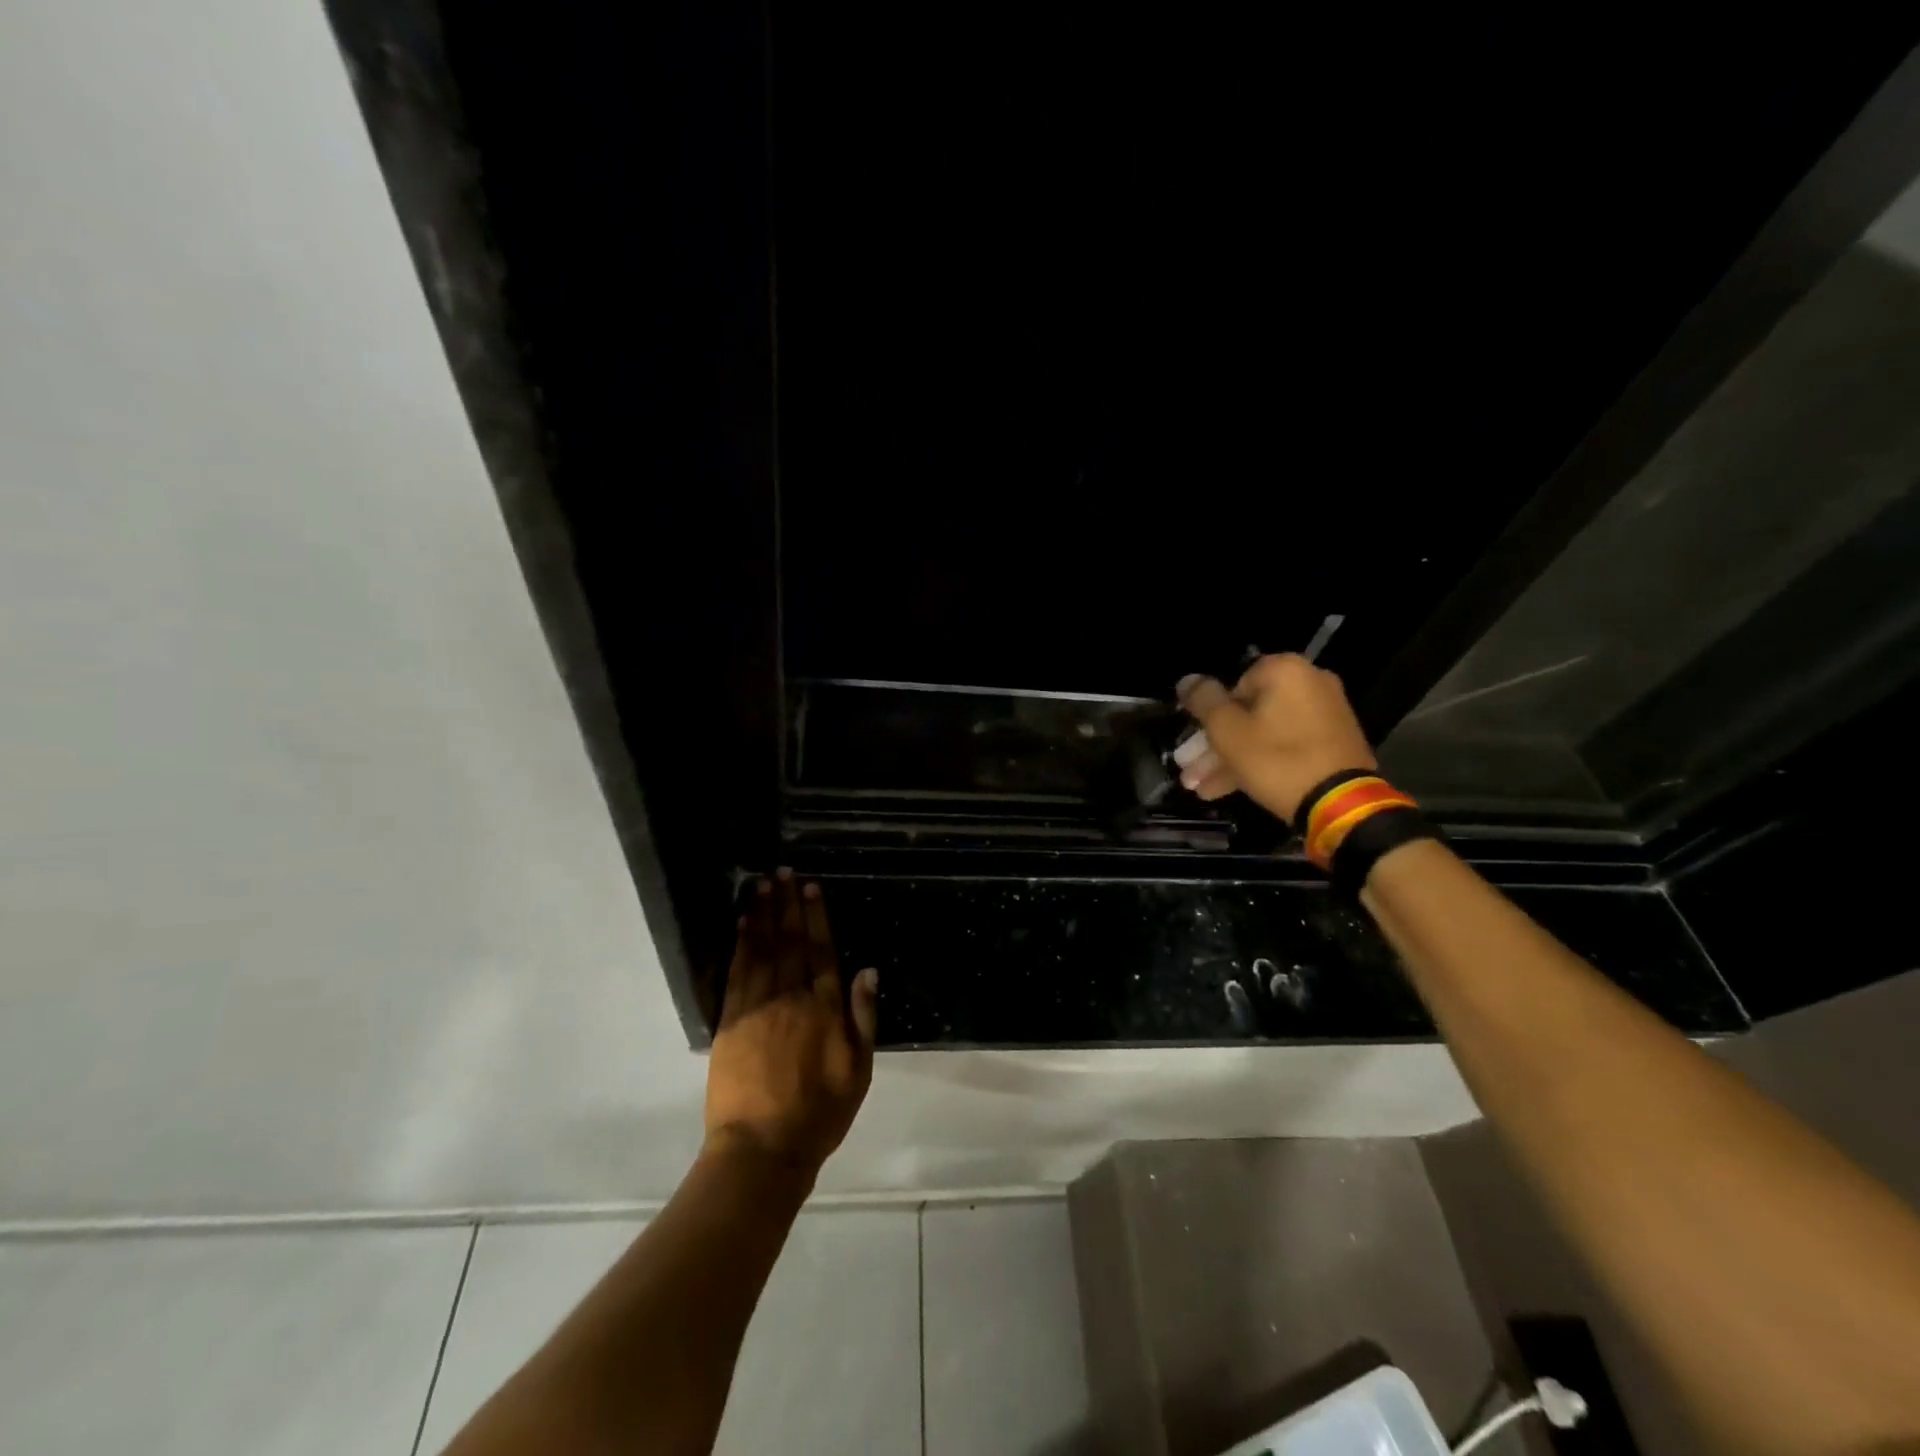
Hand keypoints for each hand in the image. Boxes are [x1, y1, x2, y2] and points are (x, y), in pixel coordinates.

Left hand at [704, 871, 877, 1175]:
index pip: (821, 950)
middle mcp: (792, 998)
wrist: (763, 1148)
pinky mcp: (731, 1021)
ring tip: (762, 885)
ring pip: (763, 950)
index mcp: (825, 1008)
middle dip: (787, 904)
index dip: (815, 916)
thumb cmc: (820, 1113)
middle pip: (791, 942)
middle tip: (783, 871)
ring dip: (763, 914)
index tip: (810, 887)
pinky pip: (737, 973)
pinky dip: (741, 945)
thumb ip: (863, 1017)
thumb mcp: (859, 1070)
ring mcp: (758, 1007)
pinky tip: (742, 923)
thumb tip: (868, 970)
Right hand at [1176, 654, 1376, 822]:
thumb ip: (1203, 701)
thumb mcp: (1227, 730)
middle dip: (1214, 745)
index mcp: (1286, 671)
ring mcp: (1325, 714)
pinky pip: (1285, 746)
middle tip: (1190, 770)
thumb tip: (1187, 680)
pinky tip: (1227, 790)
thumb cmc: (1276, 760)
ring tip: (1199, 788)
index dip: (1208, 716)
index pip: (1232, 685)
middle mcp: (1310, 683)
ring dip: (1230, 759)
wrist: (1341, 805)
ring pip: (1263, 733)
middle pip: (1247, 712)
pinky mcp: (1332, 743)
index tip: (1194, 743)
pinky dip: (1259, 762)